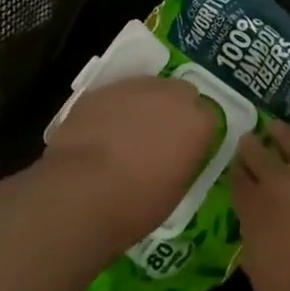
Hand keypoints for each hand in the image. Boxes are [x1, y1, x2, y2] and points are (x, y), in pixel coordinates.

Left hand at [45, 76, 222, 249]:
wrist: (80, 191)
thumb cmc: (136, 203)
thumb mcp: (176, 191)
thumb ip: (184, 161)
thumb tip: (177, 157)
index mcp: (197, 121)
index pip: (208, 118)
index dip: (196, 135)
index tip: (185, 152)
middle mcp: (171, 95)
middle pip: (181, 93)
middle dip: (173, 111)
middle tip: (159, 139)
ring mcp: (134, 87)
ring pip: (147, 89)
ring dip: (143, 106)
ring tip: (126, 135)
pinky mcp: (101, 89)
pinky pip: (116, 96)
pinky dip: (114, 110)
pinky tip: (101, 133)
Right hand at [233, 102, 289, 290]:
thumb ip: (258, 266)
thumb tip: (252, 254)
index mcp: (257, 213)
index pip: (241, 189)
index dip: (236, 176)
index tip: (233, 166)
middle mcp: (282, 183)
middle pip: (262, 160)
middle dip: (253, 148)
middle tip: (246, 137)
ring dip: (283, 133)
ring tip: (274, 123)